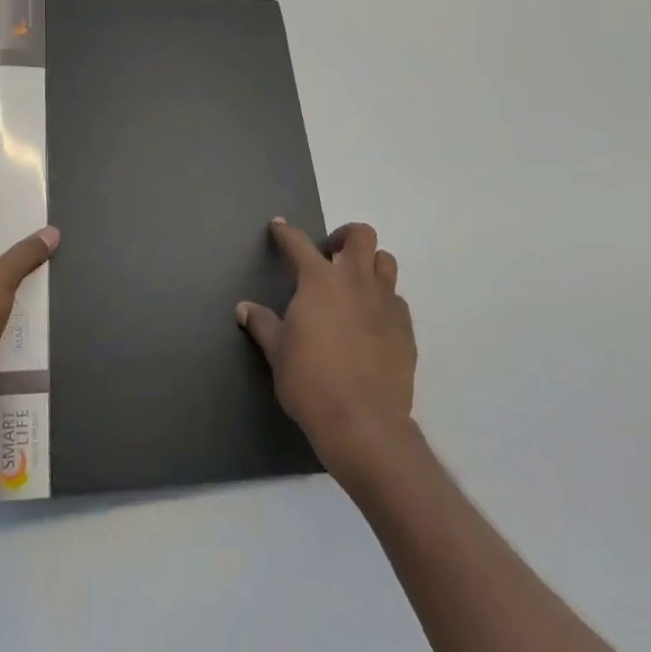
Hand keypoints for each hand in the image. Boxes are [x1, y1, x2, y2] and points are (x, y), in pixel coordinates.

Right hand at [237, 218, 416, 478]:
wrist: (364, 424)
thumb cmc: (311, 383)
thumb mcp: (277, 353)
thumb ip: (263, 325)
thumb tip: (244, 309)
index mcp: (319, 281)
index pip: (298, 244)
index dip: (285, 233)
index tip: (278, 227)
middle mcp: (355, 282)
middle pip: (360, 236)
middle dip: (343, 237)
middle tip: (329, 256)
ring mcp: (385, 303)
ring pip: (385, 262)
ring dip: (369, 264)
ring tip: (354, 284)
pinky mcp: (406, 329)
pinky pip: (397, 300)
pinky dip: (383, 300)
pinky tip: (371, 322)